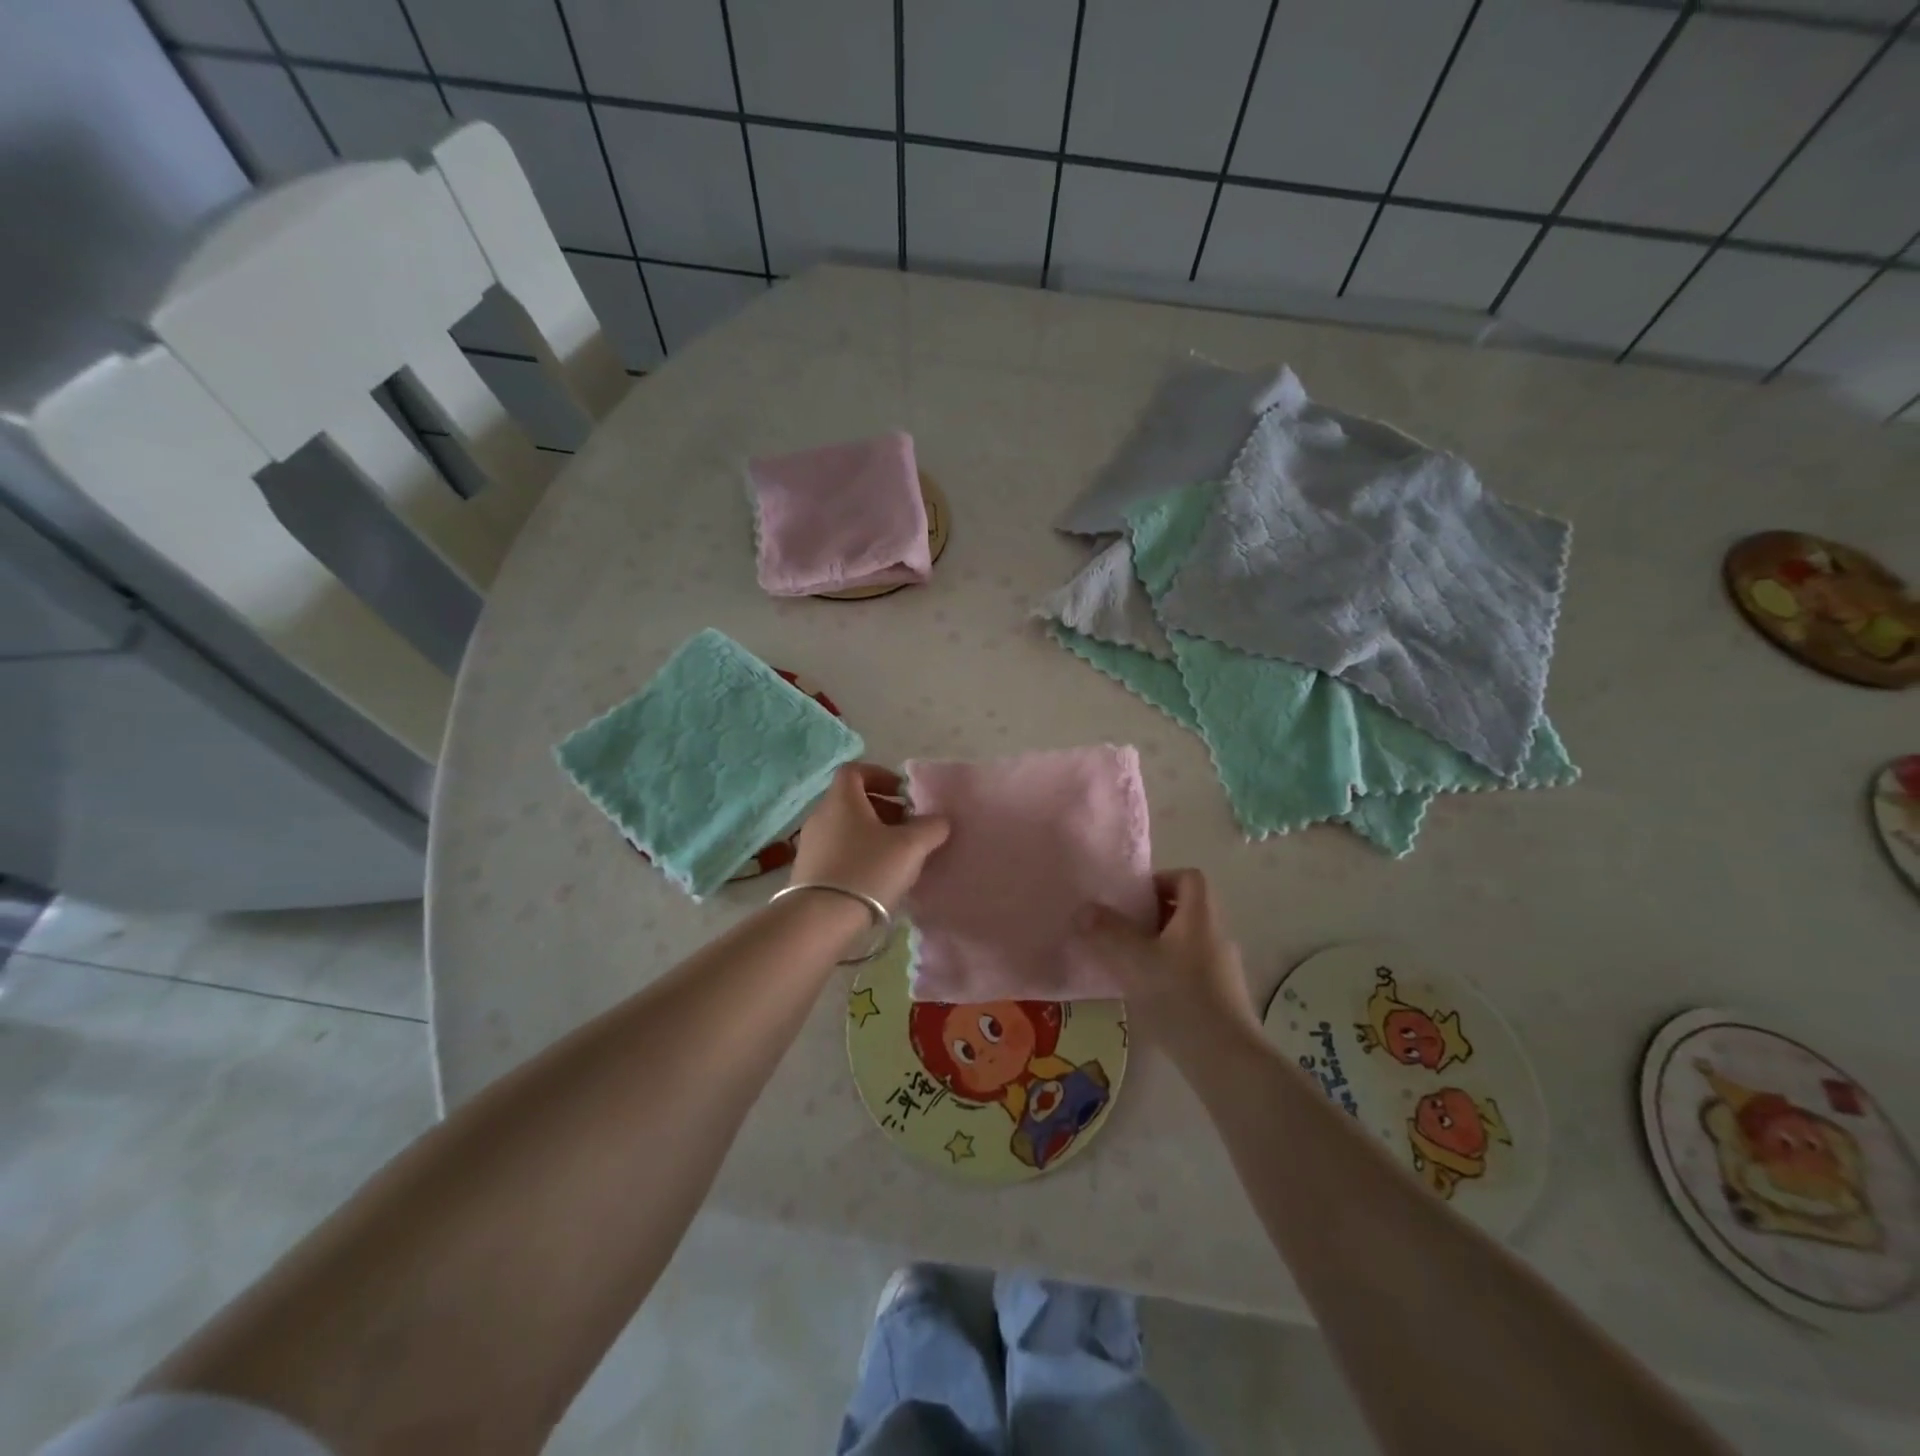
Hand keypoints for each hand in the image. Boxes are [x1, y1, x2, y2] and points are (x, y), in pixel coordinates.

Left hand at [791, 764, 950, 911]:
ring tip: (897, 857)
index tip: (903, 795)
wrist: (821, 920)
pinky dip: (858, 855)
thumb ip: (931, 827)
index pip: (855, 770)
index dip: (881, 776)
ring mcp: (810, 844)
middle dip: (883, 810)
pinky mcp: (807, 872)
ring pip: (846, 828)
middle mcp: (821, 815)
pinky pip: (837, 851)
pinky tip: (876, 879)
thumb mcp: (911, 846)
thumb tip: (939, 820)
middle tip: (908, 828)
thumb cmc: (868, 870)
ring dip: (872, 835)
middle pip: (853, 801)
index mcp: (842, 799)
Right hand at [1075, 869, 1257, 1062]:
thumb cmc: (1179, 996)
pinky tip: (1149, 994)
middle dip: (1153, 915)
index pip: (1189, 878)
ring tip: (1130, 964)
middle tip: (1123, 930)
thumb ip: (1106, 931)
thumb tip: (1084, 910)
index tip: (1134, 899)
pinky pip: (1193, 969)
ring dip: (1159, 945)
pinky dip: (1170, 972)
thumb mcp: (1133, 960)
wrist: (1226, 1057)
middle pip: (1187, 909)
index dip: (1161, 879)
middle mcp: (1217, 934)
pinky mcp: (1223, 996)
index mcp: (1200, 915)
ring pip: (1188, 941)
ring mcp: (1224, 967)